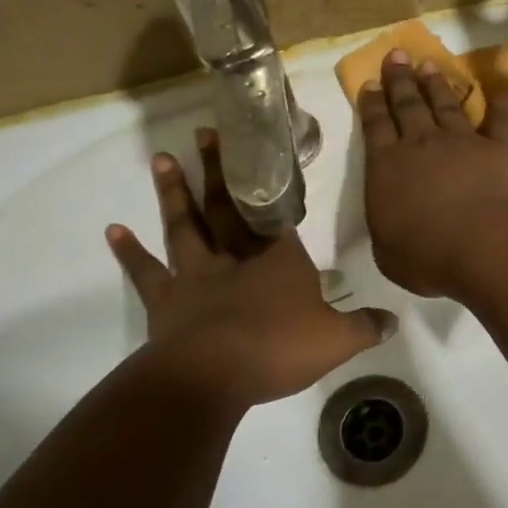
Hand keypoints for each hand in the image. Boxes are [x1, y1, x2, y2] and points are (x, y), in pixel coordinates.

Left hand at [106, 129, 394, 409]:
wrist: (212, 375)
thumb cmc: (278, 348)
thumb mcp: (336, 341)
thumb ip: (365, 327)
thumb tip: (394, 320)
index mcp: (279, 260)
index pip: (278, 215)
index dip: (272, 186)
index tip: (263, 155)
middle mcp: (236, 257)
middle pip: (227, 206)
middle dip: (220, 169)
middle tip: (206, 133)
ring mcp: (196, 275)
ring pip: (185, 225)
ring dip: (174, 192)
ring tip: (163, 157)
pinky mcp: (165, 298)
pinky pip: (146, 270)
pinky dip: (129, 250)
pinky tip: (114, 230)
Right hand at [358, 48, 507, 297]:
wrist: (485, 246)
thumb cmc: (428, 256)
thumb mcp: (388, 251)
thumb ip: (387, 227)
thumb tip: (391, 218)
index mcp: (388, 167)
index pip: (375, 127)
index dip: (372, 104)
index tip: (370, 83)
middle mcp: (423, 144)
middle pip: (408, 105)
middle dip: (400, 80)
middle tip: (397, 56)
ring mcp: (464, 141)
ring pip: (446, 105)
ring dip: (437, 85)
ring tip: (430, 66)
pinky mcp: (501, 147)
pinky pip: (499, 118)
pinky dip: (498, 102)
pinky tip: (496, 90)